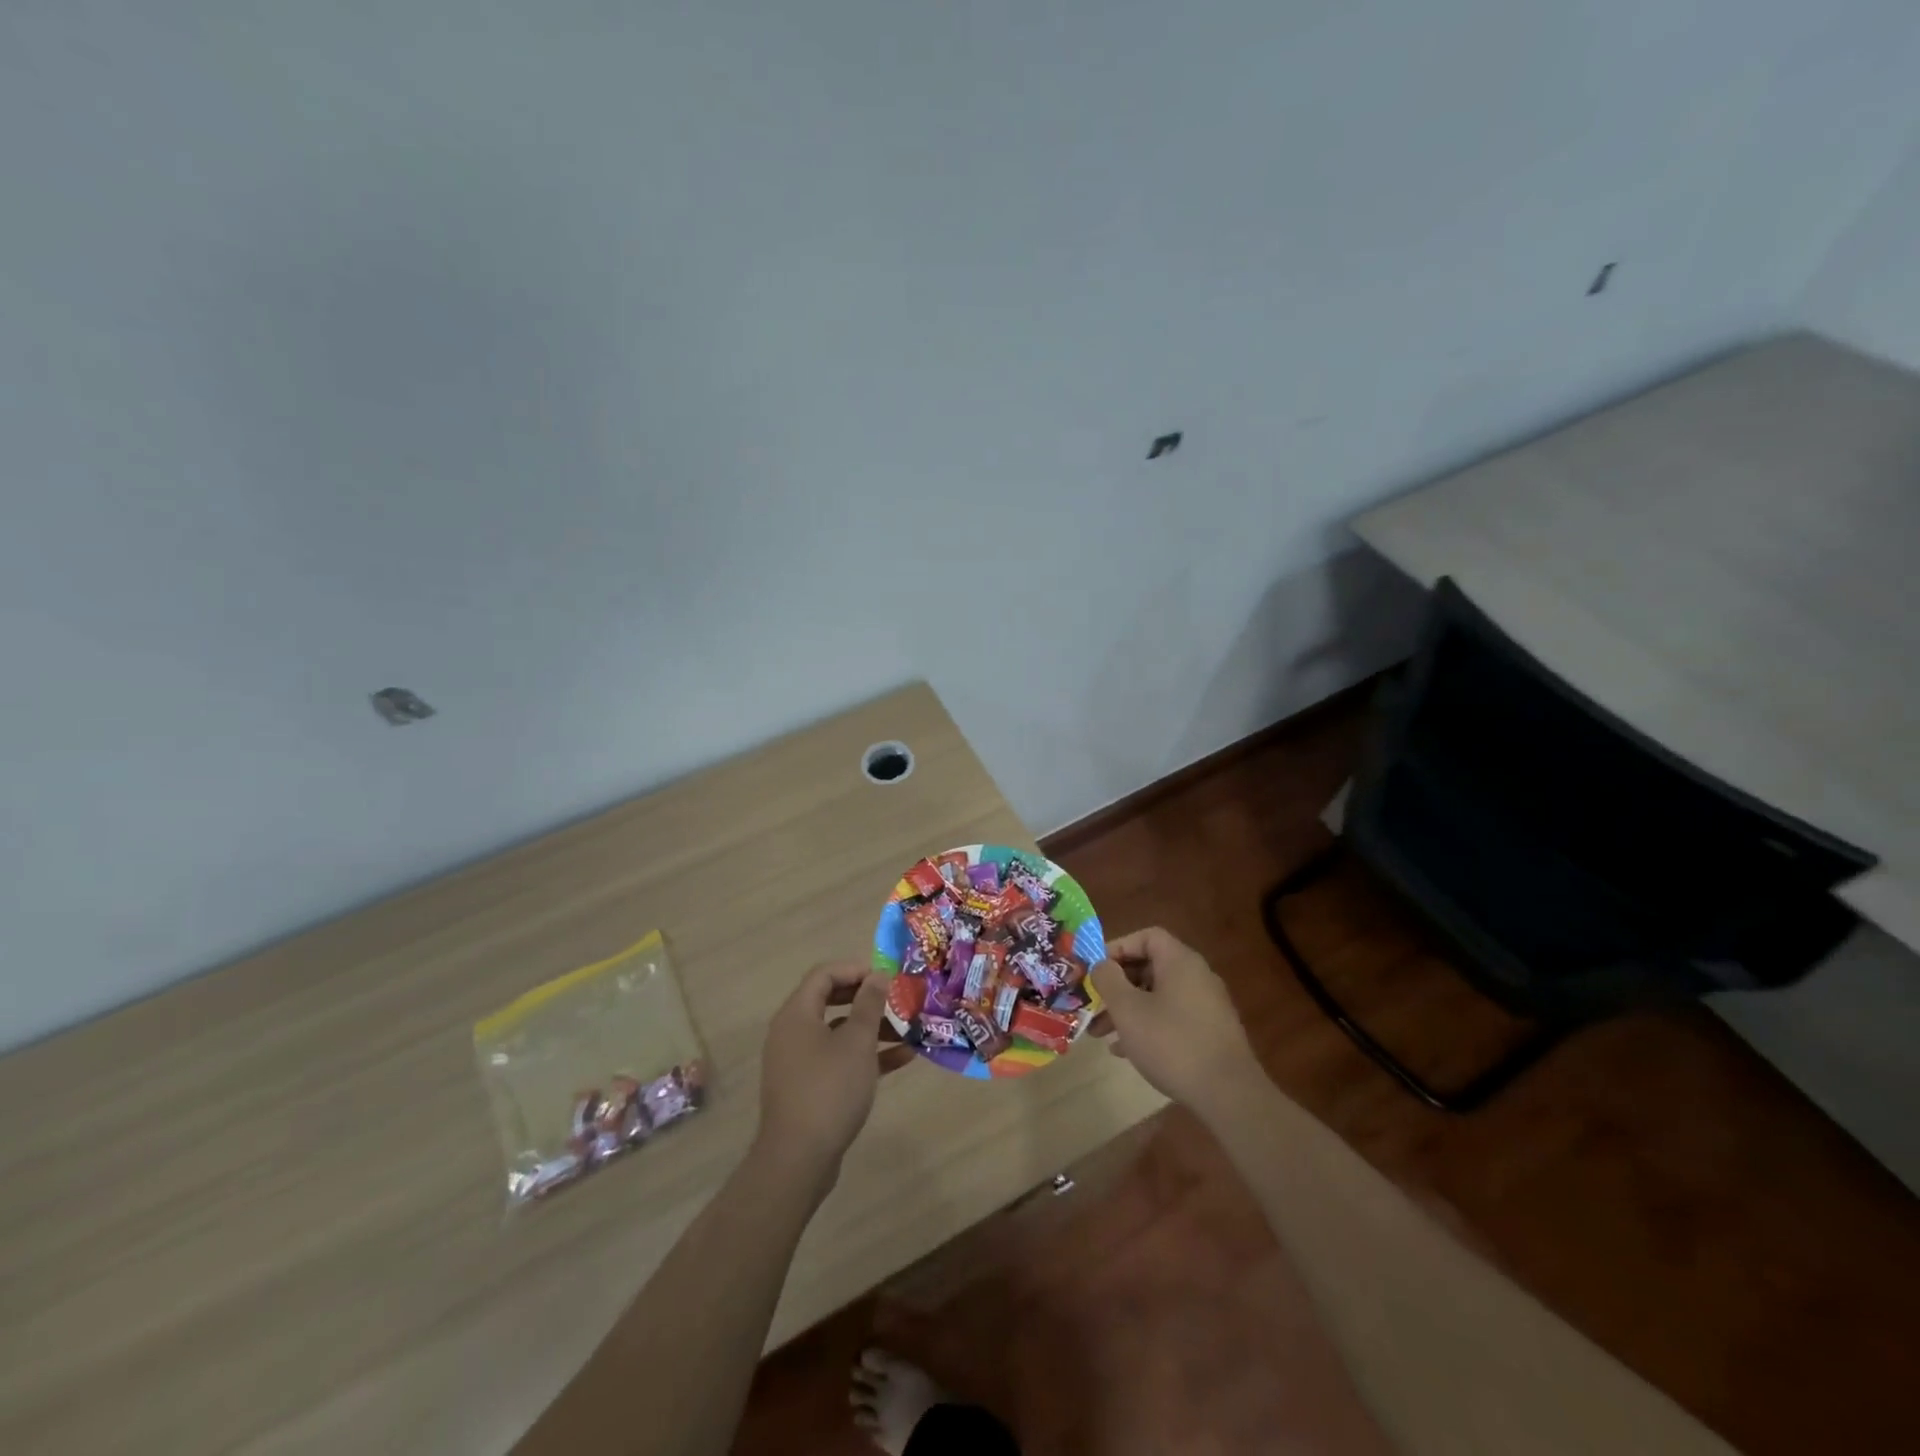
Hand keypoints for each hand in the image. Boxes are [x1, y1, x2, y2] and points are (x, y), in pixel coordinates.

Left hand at [754, 961, 889, 1187]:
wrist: (798, 1160)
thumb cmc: (829, 1089)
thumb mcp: (857, 1042)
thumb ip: (869, 1004)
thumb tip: (878, 975)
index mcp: (797, 1014)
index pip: (824, 973)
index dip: (856, 969)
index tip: (887, 977)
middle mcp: (792, 1032)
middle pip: (830, 999)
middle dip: (867, 998)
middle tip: (897, 999)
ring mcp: (799, 1061)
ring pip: (838, 1031)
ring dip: (872, 1028)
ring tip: (908, 1029)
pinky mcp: (808, 1087)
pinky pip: (838, 1059)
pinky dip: (866, 1055)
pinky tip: (902, 1058)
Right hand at [1090, 927, 1263, 1119]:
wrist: (1229, 1094)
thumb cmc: (1172, 1043)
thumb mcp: (1128, 1010)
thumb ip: (1108, 980)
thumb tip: (1101, 965)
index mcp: (1180, 961)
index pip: (1147, 937)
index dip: (1118, 947)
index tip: (1097, 969)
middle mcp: (1197, 976)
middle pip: (1150, 967)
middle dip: (1117, 985)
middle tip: (1093, 1003)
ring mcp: (1207, 1005)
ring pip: (1158, 996)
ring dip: (1128, 1009)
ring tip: (1100, 1033)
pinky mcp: (1210, 1032)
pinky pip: (1172, 1017)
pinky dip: (1148, 1026)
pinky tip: (1126, 1051)